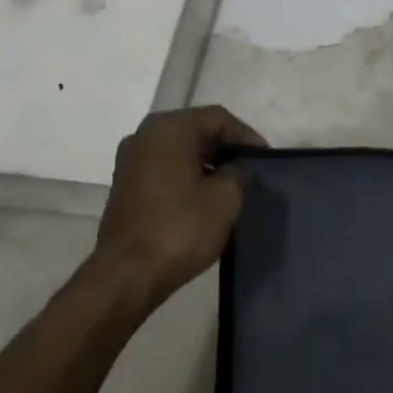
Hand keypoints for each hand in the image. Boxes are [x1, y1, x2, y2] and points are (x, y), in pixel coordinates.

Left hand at [92, 106, 266, 307]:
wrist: (128, 274)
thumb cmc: (180, 229)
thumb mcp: (225, 198)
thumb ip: (238, 172)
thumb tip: (237, 168)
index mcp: (169, 129)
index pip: (218, 118)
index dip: (246, 136)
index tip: (266, 158)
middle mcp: (144, 135)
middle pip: (196, 130)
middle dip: (226, 148)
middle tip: (251, 169)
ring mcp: (130, 160)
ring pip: (180, 149)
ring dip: (207, 162)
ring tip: (233, 185)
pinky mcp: (126, 185)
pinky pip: (165, 167)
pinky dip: (188, 175)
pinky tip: (206, 196)